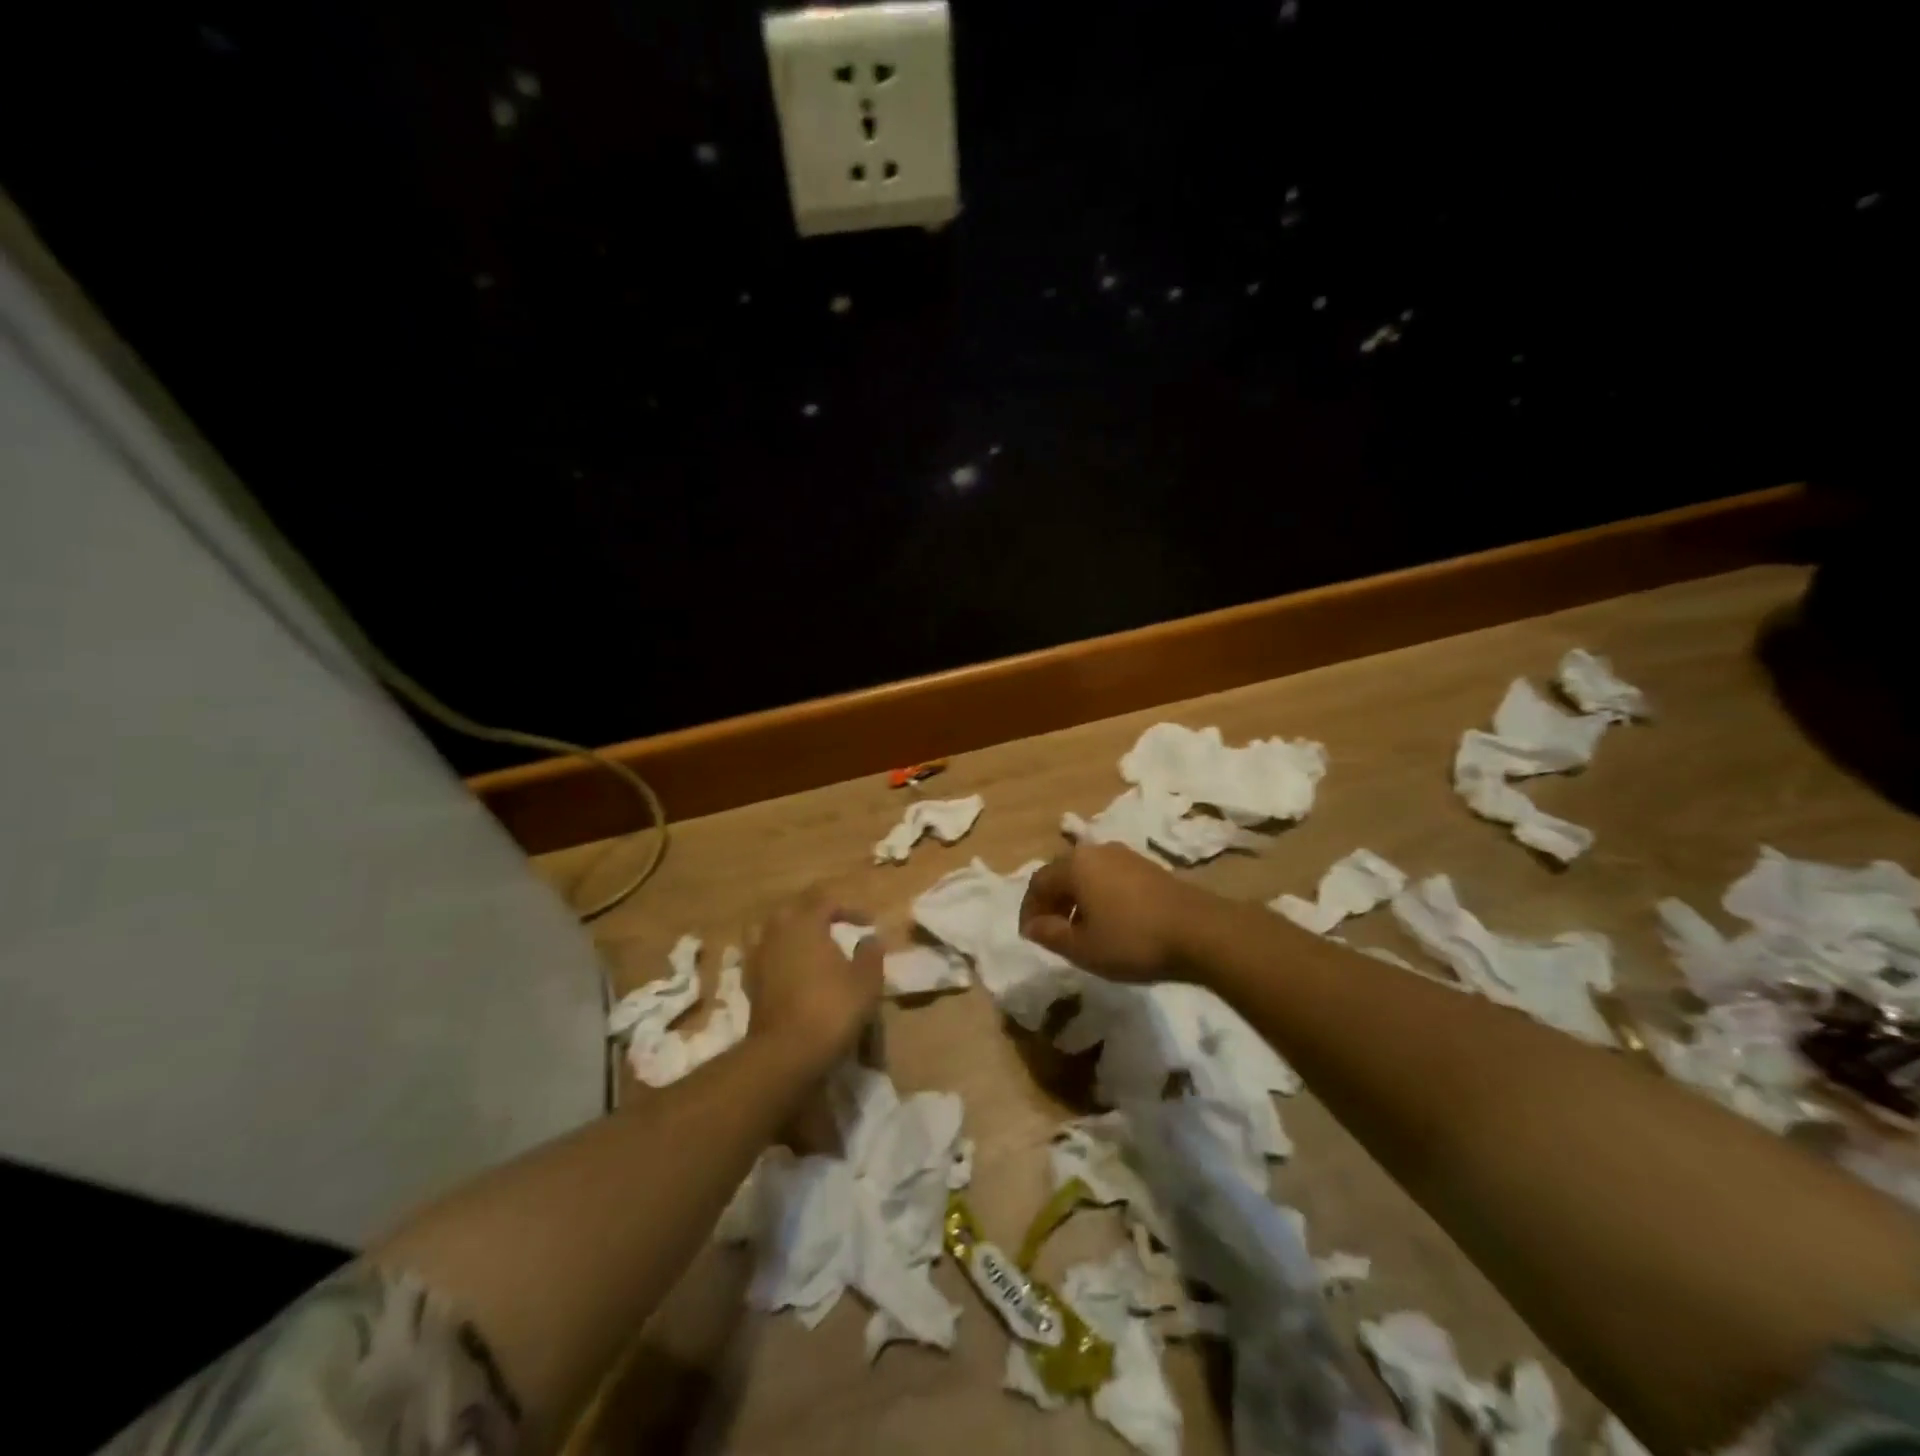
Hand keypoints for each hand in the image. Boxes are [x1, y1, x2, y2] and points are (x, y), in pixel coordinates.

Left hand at [743, 887, 882, 1077]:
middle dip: (816, 913)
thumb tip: (871, 938)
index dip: (850, 908)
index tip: (869, 923)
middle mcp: (777, 931)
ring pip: (771, 929)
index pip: (827, 901)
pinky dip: (777, 955)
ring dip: (790, 930)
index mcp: (806, 922)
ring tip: (809, 943)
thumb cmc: (832, 1009)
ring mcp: (759, 956)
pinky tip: (791, 969)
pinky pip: (762, 954)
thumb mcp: (866, 981)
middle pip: (794, 908)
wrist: (786, 1052)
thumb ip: (870, 954)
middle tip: (837, 925)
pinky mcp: (750, 982)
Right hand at [1018, 844, 1212, 982]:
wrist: (1200, 931)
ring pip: (1087, 874)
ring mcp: (1125, 856)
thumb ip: (1051, 934)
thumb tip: (1032, 925)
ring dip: (1076, 899)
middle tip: (1051, 932)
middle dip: (1051, 902)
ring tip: (1080, 930)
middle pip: (1062, 873)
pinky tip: (1110, 921)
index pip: (1038, 883)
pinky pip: (1109, 877)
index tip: (1030, 936)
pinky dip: (1098, 896)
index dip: (1029, 910)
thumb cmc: (1133, 939)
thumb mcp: (1083, 948)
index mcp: (1075, 865)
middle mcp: (1097, 851)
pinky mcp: (1147, 867)